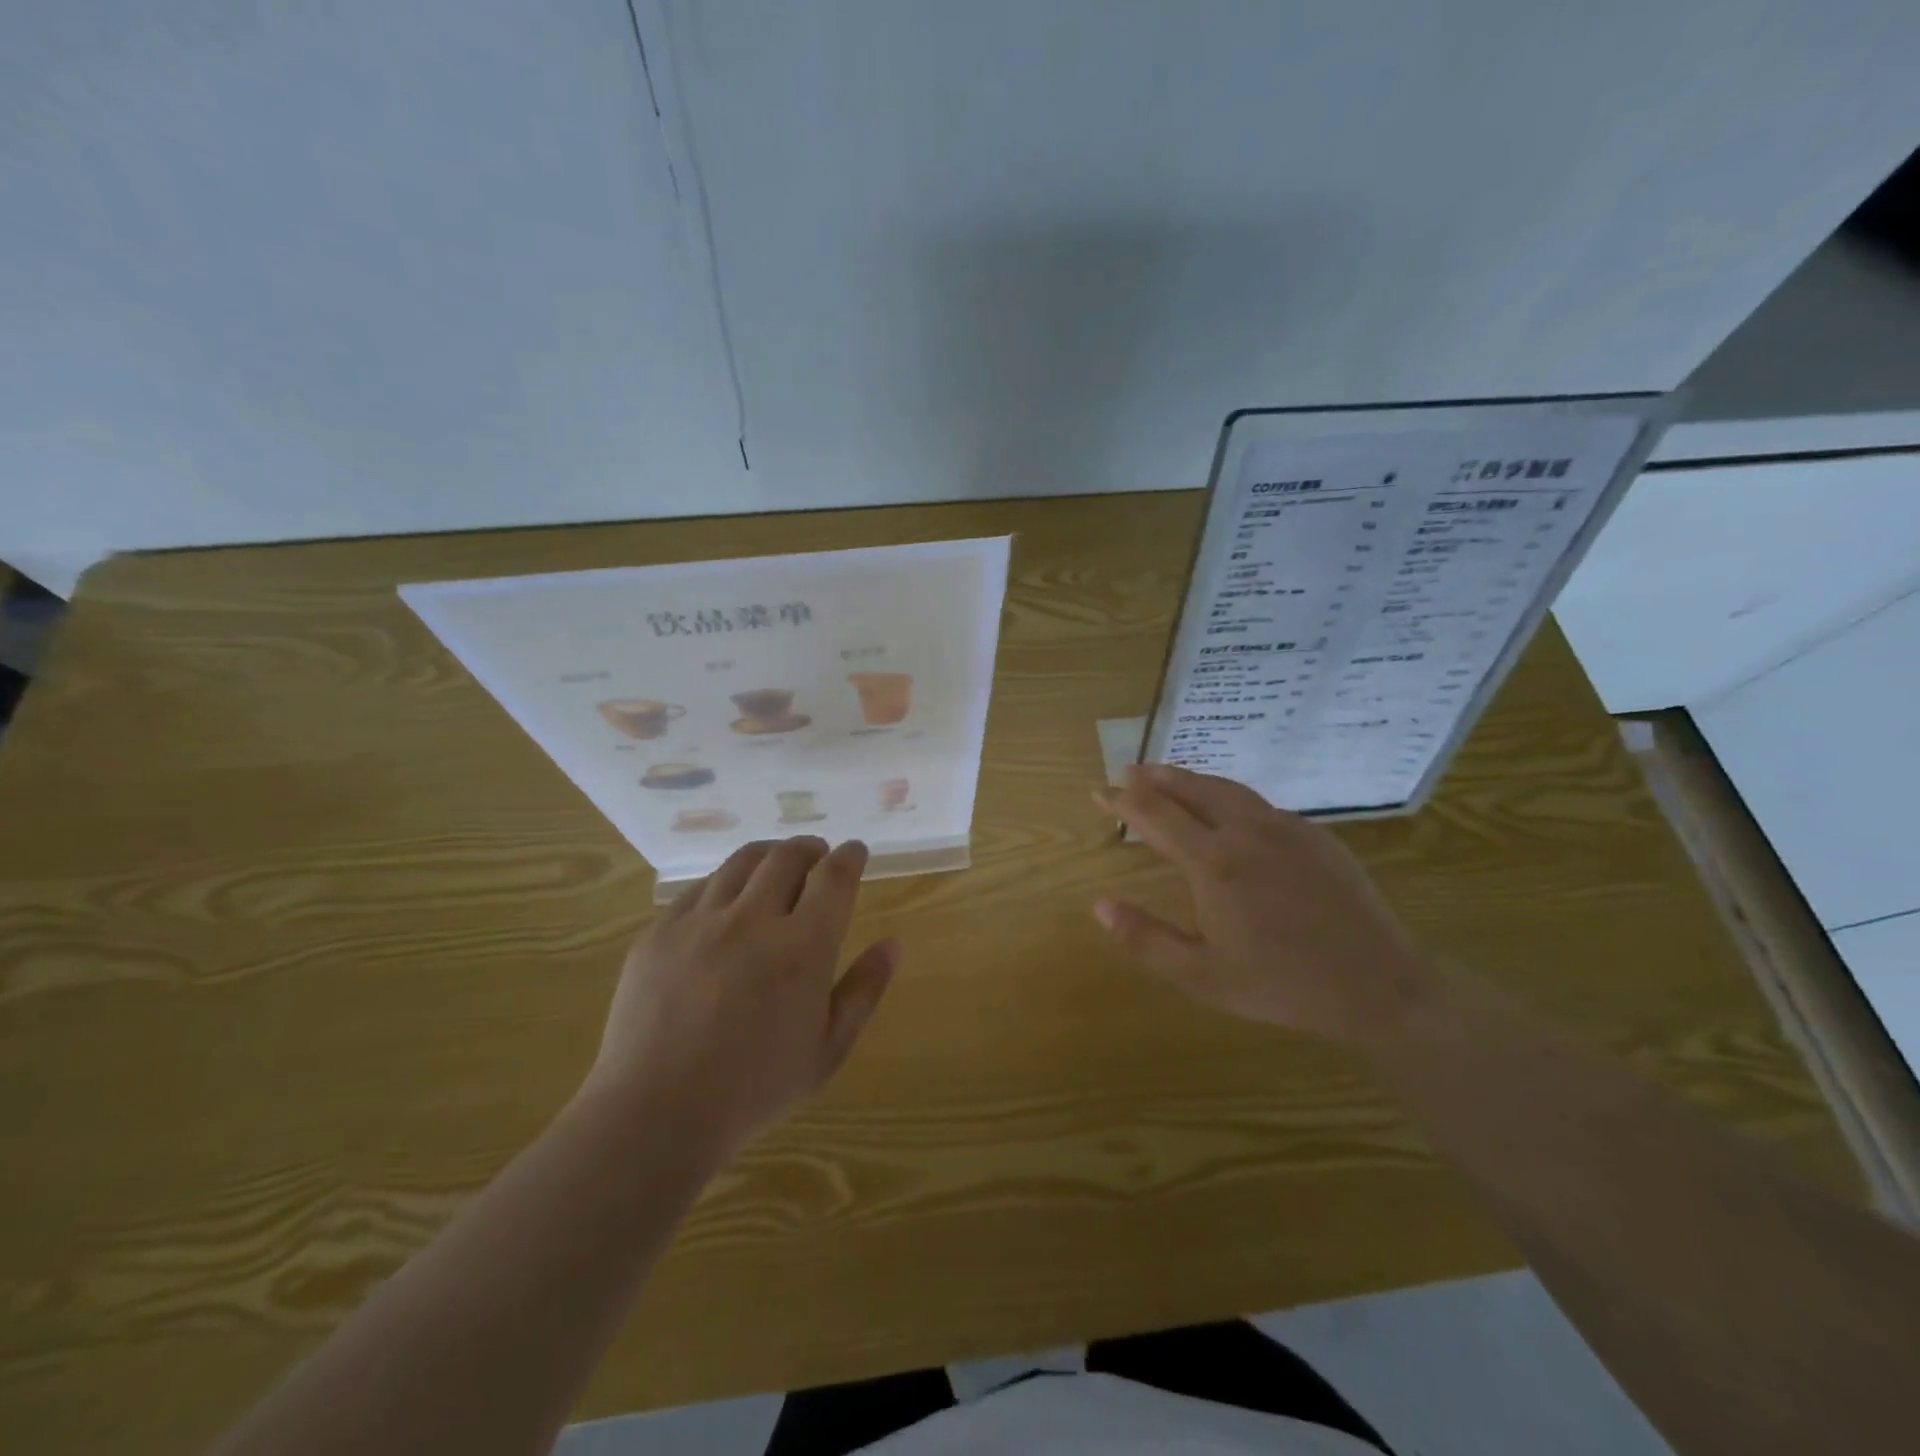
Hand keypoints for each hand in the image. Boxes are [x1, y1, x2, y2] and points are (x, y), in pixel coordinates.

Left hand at [582, 837, 897, 1155]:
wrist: (655, 1113)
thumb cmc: (754, 1089)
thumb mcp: (828, 1050)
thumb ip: (864, 991)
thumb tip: (892, 945)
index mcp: (802, 947)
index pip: (833, 877)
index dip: (849, 856)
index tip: (855, 852)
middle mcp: (753, 919)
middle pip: (787, 857)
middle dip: (810, 849)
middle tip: (818, 856)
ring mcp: (701, 921)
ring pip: (742, 862)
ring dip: (769, 855)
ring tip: (776, 864)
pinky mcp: (660, 931)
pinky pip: (699, 887)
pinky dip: (725, 882)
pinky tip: (727, 898)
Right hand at [1092, 763, 1435, 1045]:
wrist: (1379, 985)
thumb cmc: (1282, 985)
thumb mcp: (1202, 975)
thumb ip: (1146, 939)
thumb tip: (1100, 906)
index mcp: (1213, 863)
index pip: (1154, 815)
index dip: (1122, 800)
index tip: (1098, 790)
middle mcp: (1246, 831)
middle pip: (1190, 789)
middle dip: (1153, 777)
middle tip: (1128, 771)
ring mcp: (1286, 828)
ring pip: (1227, 789)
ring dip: (1190, 779)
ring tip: (1167, 776)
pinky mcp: (1315, 834)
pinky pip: (1260, 804)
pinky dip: (1228, 796)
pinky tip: (1226, 809)